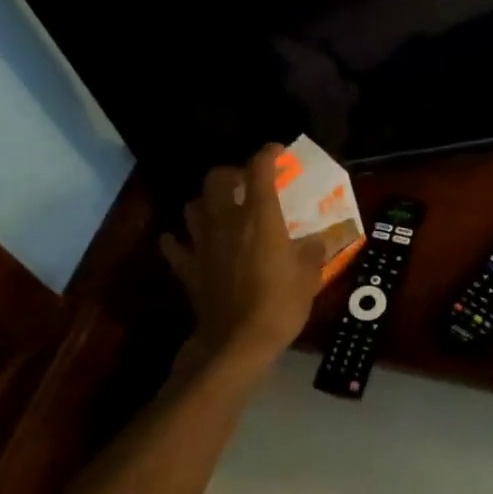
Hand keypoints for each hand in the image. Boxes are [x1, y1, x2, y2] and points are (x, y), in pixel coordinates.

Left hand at [160, 145, 329, 373]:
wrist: (238, 342)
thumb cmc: (280, 304)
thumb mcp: (309, 276)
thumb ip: (312, 251)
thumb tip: (318, 241)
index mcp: (260, 217)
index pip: (260, 170)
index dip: (268, 154)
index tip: (277, 152)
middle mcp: (227, 221)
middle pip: (217, 179)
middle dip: (232, 173)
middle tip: (247, 182)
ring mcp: (202, 243)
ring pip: (193, 206)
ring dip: (206, 201)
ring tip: (220, 209)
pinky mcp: (187, 267)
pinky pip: (175, 245)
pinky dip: (178, 239)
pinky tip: (187, 241)